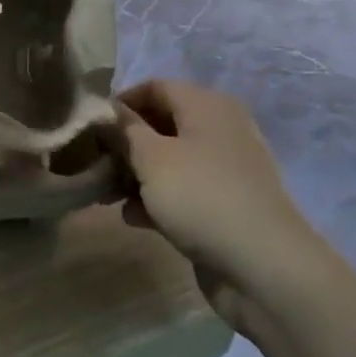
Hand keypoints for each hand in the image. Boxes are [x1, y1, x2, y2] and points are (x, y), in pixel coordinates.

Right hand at [116, 80, 322, 334]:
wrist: (265, 269)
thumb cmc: (201, 197)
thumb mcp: (151, 158)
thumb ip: (124, 130)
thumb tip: (105, 110)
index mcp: (206, 106)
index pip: (155, 87)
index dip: (120, 103)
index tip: (91, 127)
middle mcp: (218, 130)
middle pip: (160, 124)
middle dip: (125, 143)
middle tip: (94, 163)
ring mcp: (224, 170)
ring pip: (169, 161)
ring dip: (136, 175)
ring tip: (107, 195)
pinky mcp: (224, 206)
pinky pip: (183, 191)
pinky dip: (157, 199)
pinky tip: (133, 218)